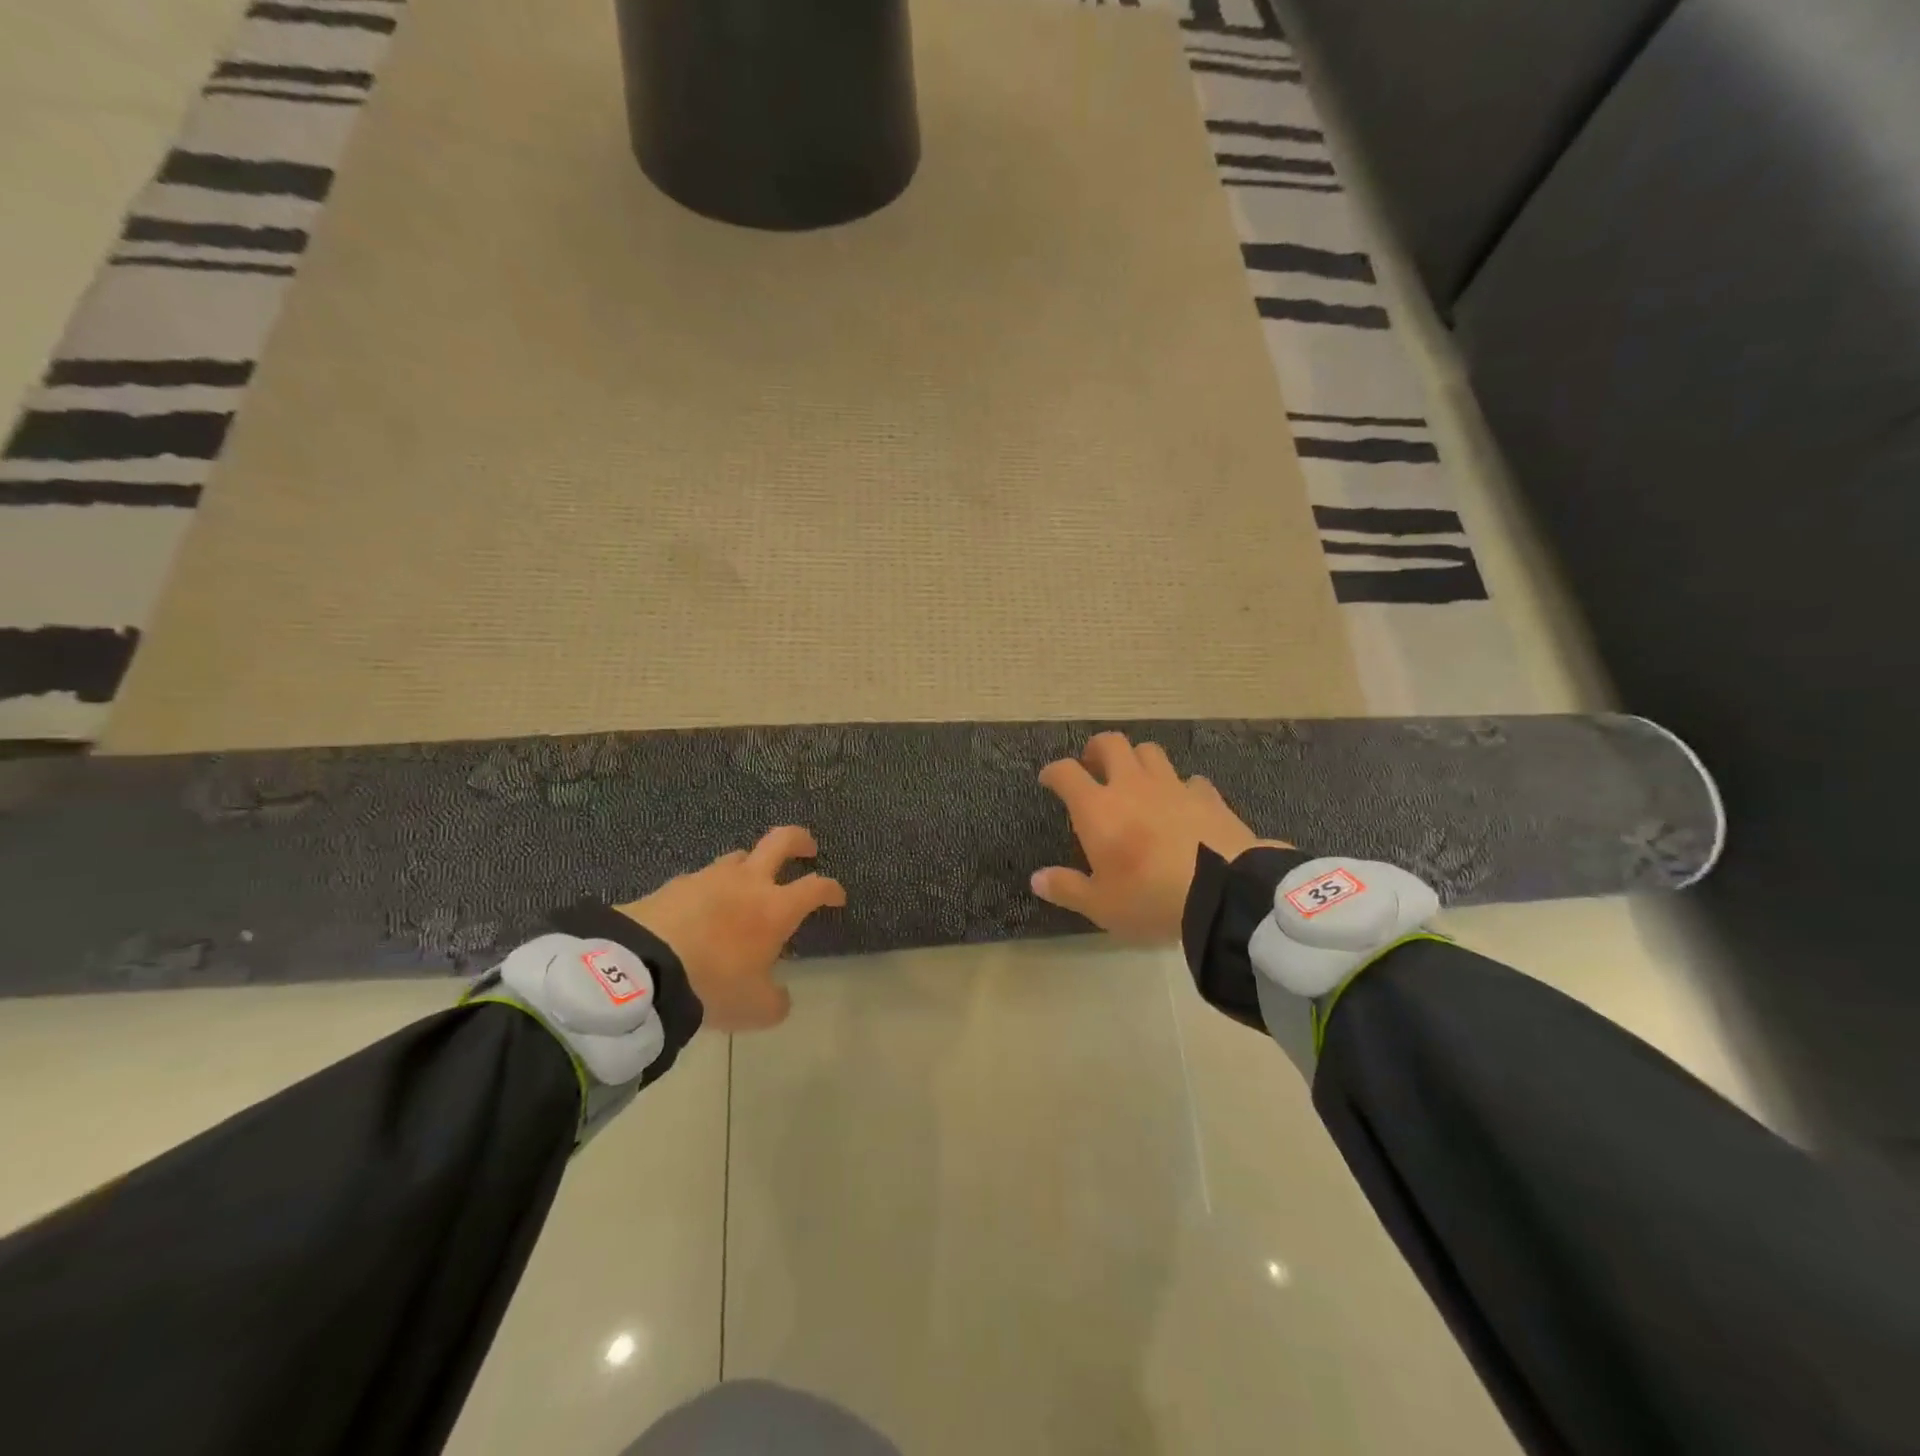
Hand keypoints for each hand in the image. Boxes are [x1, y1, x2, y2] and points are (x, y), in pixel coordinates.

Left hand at [616, 826, 844, 1031]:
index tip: (837, 896)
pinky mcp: (674, 884)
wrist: (642, 969)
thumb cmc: (713, 984)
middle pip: (781, 841)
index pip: (816, 887)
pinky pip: (701, 880)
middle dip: (799, 840)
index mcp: (776, 907)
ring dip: (750, 865)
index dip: (831, 889)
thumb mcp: (755, 1008)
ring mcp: (708, 877)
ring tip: (748, 884)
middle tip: (808, 847)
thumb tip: (780, 996)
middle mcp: (748, 882)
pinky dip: (710, 890)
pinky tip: (702, 909)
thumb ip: (775, 1000)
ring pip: (738, 857)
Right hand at [1031, 732, 1289, 942]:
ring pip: (1150, 752)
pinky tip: (1183, 804)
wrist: (1225, 893)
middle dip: (1096, 750)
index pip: (1066, 773)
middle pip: (1111, 744)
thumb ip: (1067, 888)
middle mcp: (1132, 786)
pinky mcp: (1209, 797)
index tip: (1050, 780)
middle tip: (1093, 766)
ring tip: (1136, 780)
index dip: (1053, 772)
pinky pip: (1190, 780)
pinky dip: (1181, 787)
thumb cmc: (1149, 898)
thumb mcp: (1101, 905)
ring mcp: (1173, 786)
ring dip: (1137, 760)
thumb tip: (1037, 879)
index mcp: (1098, 808)